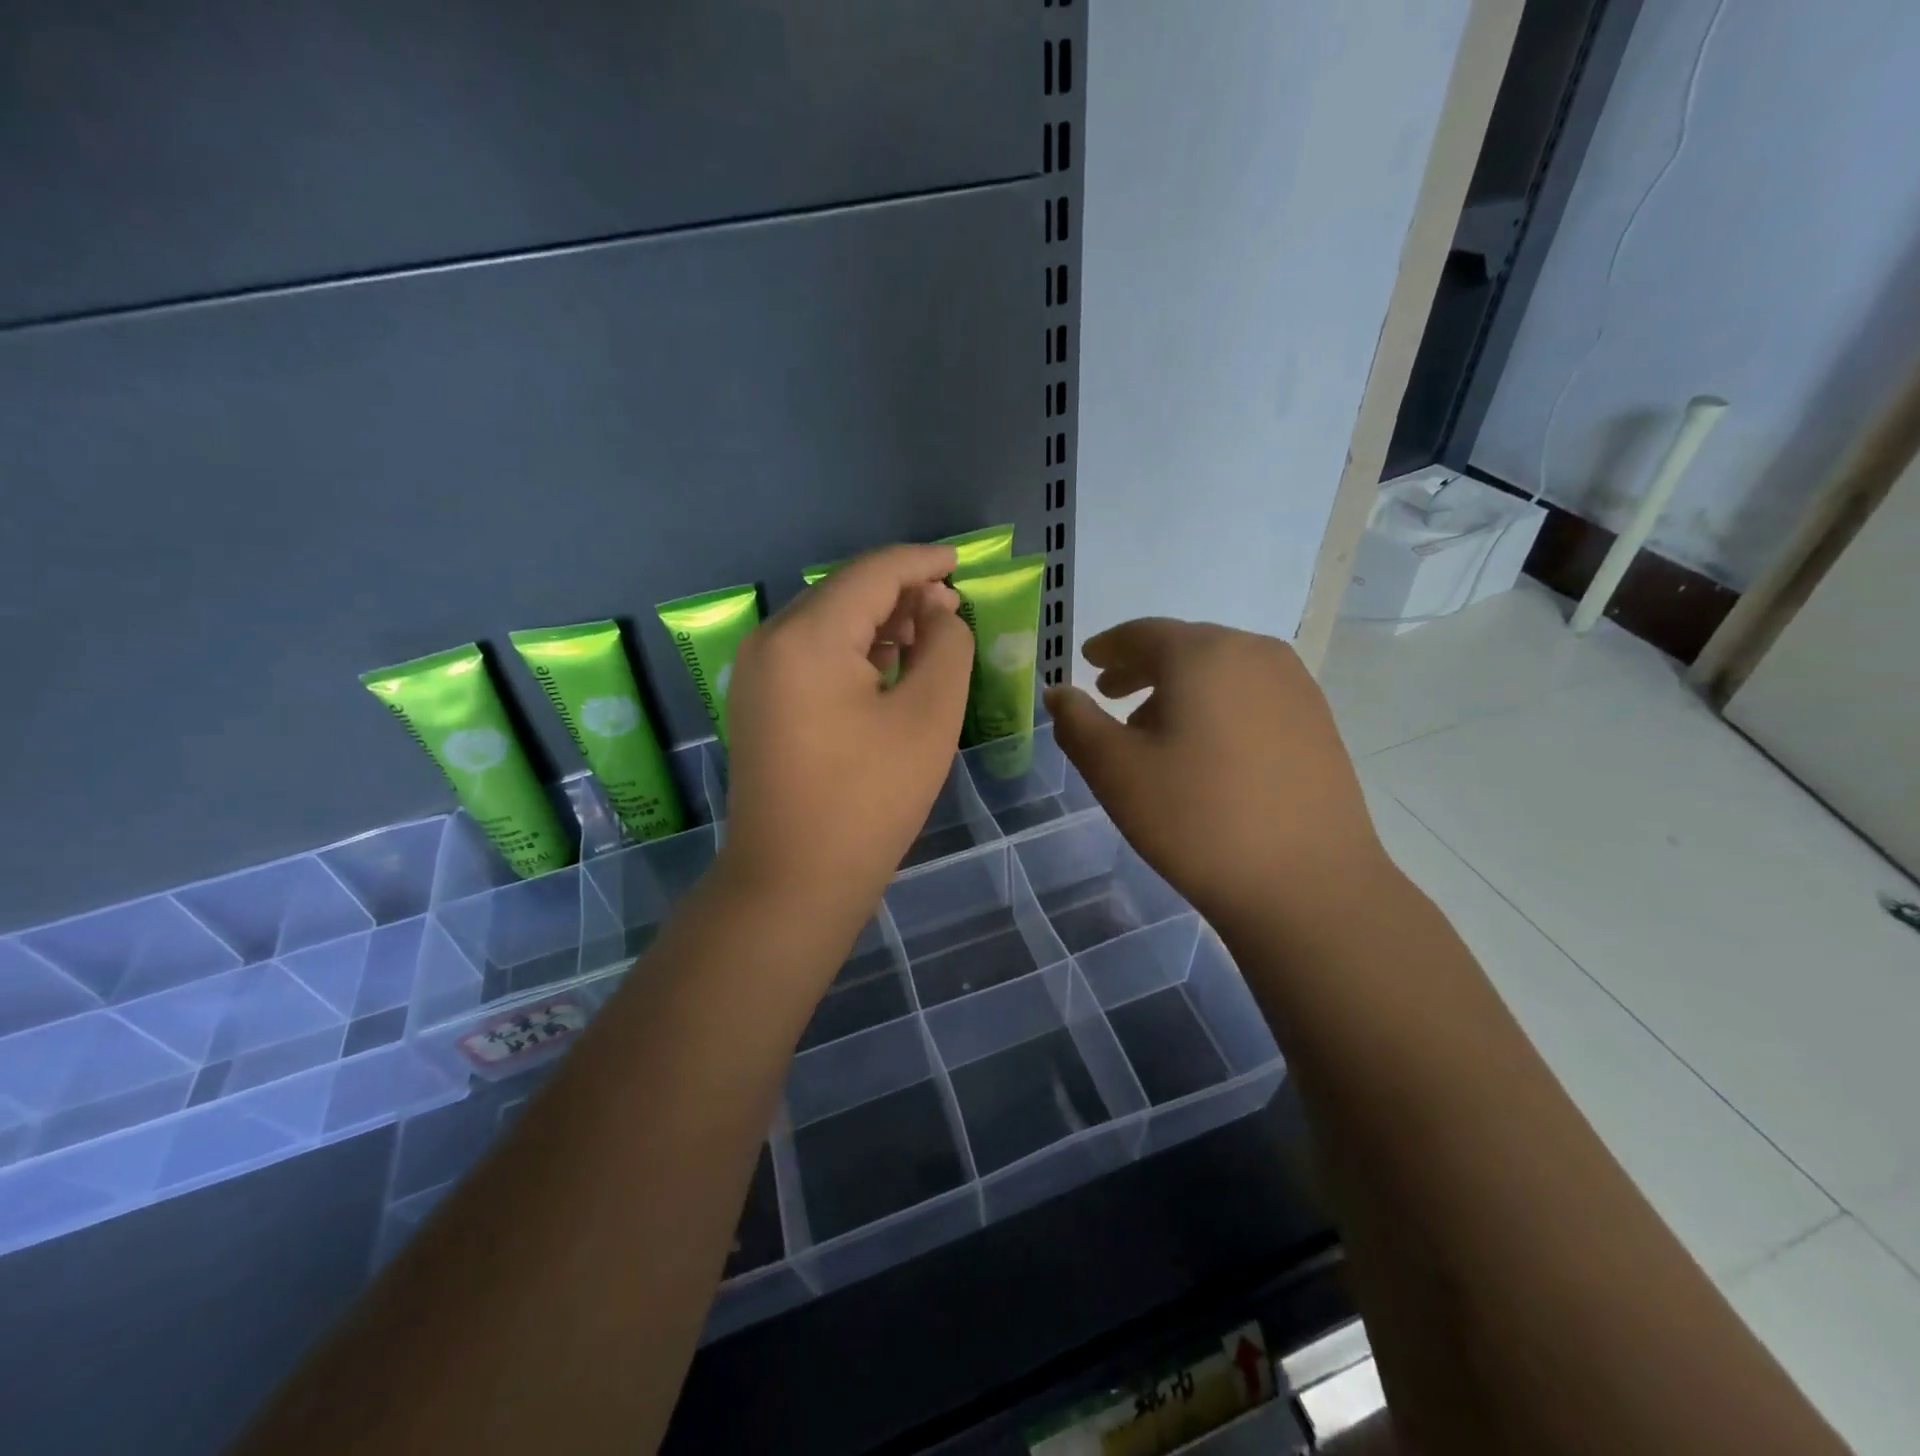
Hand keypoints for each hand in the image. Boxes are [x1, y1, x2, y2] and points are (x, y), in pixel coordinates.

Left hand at [720, 544, 973, 926]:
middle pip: (845, 591)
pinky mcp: (759, 702)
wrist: (794, 881)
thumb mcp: (928, 717)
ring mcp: (758, 672)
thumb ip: (946, 647)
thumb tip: (939, 611)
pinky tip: (887, 665)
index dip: (923, 562)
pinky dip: (852, 649)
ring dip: (878, 621)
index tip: (962, 563)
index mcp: (808, 635)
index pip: (873, 572)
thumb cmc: (869, 799)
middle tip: (952, 609)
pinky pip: (811, 653)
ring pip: (827, 621)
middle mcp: (771, 640)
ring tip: (928, 634)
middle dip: (902, 592)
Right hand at [1043, 619, 1389, 936]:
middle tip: (1110, 695)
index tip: (1088, 663)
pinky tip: (1206, 750)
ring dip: (1180, 689)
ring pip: (1221, 671)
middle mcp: (1254, 653)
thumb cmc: (1196, 818)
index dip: (1108, 647)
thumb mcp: (1115, 770)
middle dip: (1142, 668)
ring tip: (1154, 730)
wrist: (1306, 882)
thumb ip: (1077, 723)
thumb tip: (1058, 693)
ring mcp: (1295, 686)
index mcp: (1202, 654)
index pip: (1142, 634)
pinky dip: (1217, 706)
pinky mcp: (1318, 721)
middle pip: (1184, 648)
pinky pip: (1252, 695)